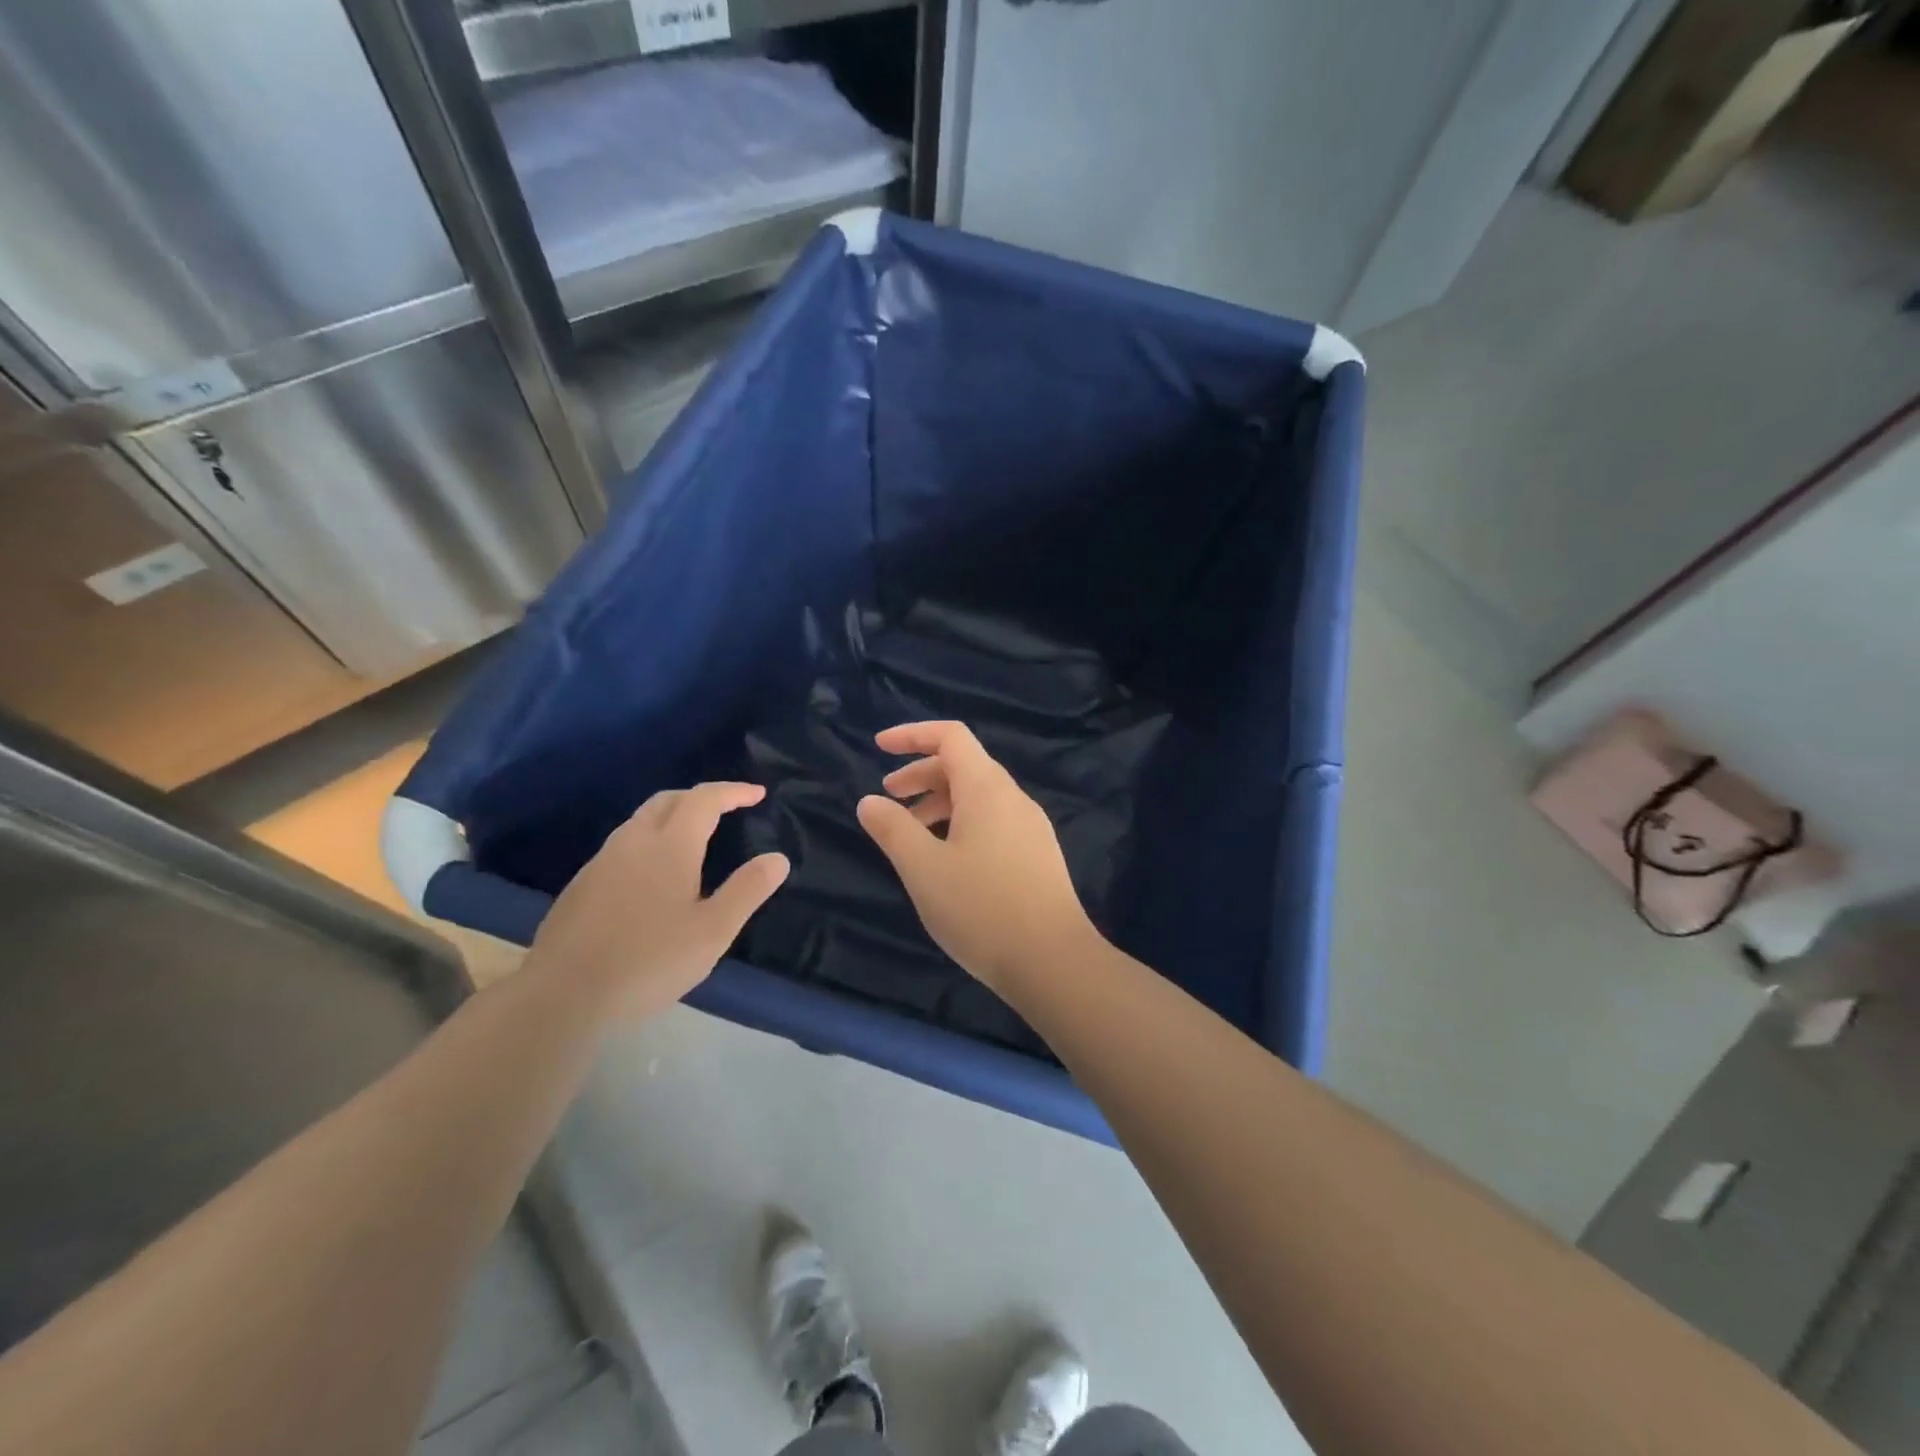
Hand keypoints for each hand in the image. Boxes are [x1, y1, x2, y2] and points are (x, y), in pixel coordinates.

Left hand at [528, 782, 788, 1017]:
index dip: (733, 792)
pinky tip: (651, 878)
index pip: (704, 800)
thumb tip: (778, 858)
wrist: (561, 996)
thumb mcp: (713, 931)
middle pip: (668, 800)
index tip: (757, 794)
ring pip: (640, 822)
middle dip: (700, 797)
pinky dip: (647, 843)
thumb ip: (747, 891)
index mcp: (670, 846)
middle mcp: (633, 843)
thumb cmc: (649, 961)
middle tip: (726, 810)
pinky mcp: (580, 887)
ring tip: (692, 840)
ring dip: (671, 817)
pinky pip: (622, 847)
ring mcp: (600, 863)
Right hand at [857, 722, 1098, 992]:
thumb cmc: (981, 908)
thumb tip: (869, 801)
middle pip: (964, 765)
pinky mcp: (1038, 855)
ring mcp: (1031, 827)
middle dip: (921, 774)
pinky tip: (947, 861)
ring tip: (911, 835)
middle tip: (889, 798)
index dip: (912, 734)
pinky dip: (962, 824)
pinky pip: (993, 822)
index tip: (879, 747)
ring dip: (940, 803)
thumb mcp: (923, 868)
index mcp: (987, 789)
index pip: (951, 736)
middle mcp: (1013, 798)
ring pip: (979, 797)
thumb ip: (892, 829)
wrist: (1053, 961)